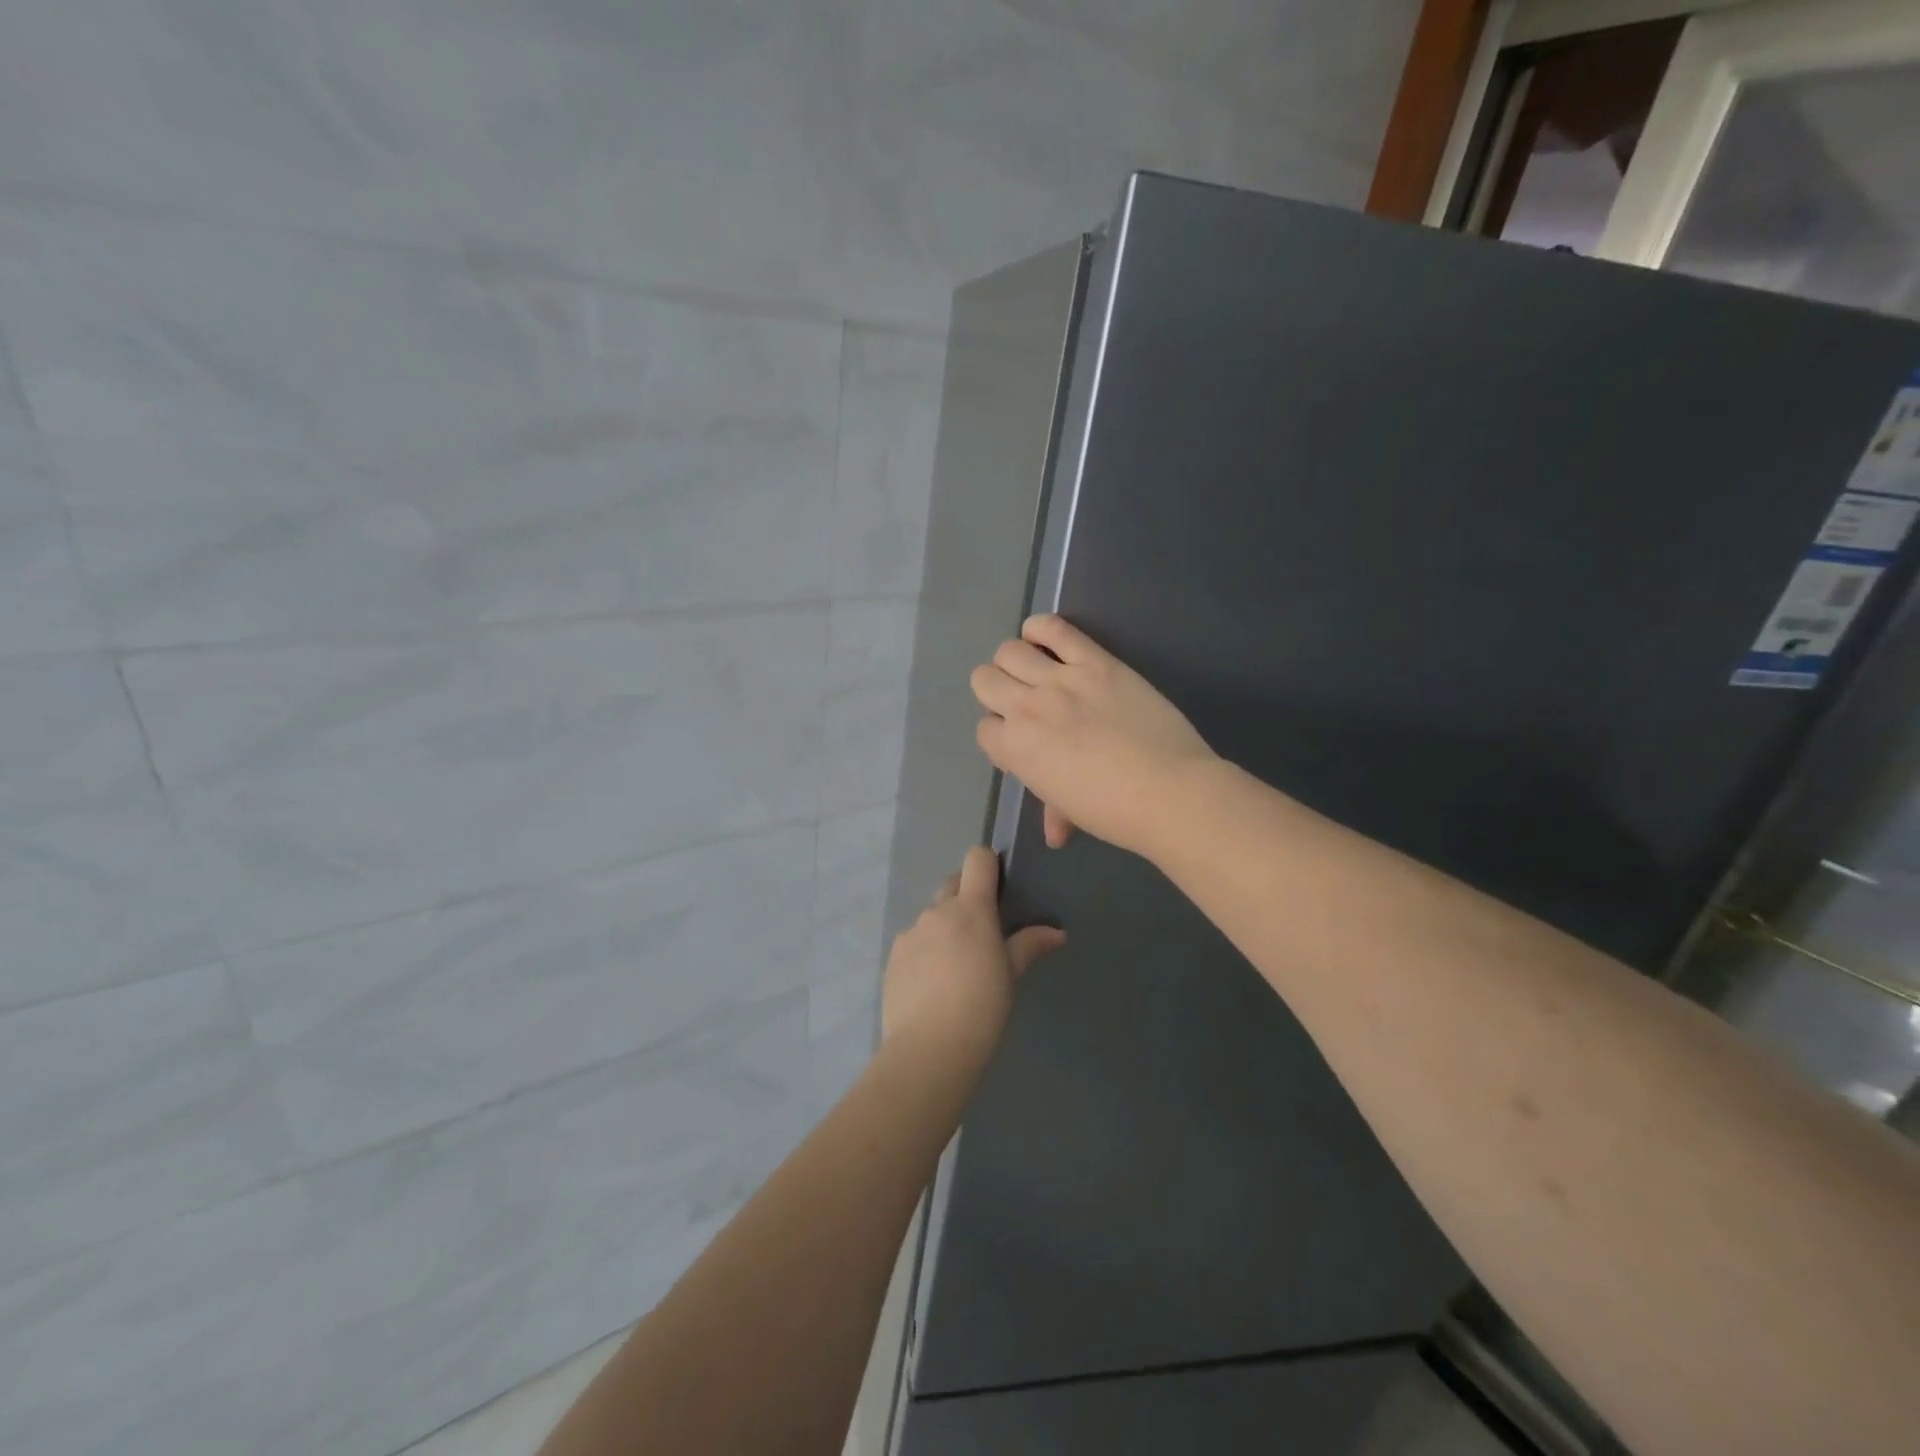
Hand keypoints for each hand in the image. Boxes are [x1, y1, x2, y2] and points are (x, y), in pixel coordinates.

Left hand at [882, 846, 1064, 1074]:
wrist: (929, 1048)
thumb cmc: (981, 1007)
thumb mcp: (1011, 975)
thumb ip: (1029, 945)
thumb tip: (1057, 932)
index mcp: (970, 909)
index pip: (977, 859)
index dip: (989, 865)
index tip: (1000, 887)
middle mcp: (937, 912)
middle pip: (953, 884)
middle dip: (967, 897)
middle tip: (982, 932)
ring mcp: (910, 933)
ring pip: (932, 917)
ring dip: (945, 928)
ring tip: (956, 967)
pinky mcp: (893, 957)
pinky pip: (913, 942)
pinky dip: (925, 951)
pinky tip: (933, 984)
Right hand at [971, 614, 1217, 857]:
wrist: (1169, 791)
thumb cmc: (1114, 811)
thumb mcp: (1071, 810)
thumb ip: (1053, 808)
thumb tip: (1055, 832)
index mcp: (1015, 748)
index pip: (984, 728)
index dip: (1001, 735)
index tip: (1024, 741)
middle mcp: (1027, 707)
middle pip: (984, 680)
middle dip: (997, 692)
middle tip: (1025, 704)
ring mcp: (1061, 679)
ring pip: (1009, 650)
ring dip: (1015, 661)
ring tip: (1036, 672)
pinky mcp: (1096, 661)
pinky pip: (1055, 628)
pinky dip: (1041, 629)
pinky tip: (1045, 640)